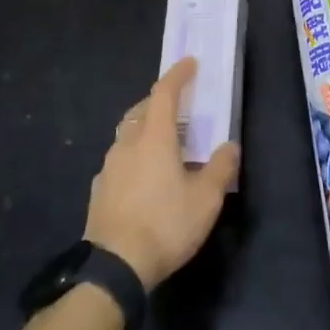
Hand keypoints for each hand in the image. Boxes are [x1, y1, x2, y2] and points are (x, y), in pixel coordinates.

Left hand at [85, 58, 239, 288]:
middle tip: (177, 105)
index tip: (189, 63)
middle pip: (141, 110)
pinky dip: (134, 155)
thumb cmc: (165, 224)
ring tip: (163, 141)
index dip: (177, 75)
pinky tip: (144, 176)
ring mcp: (109, 166)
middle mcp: (127, 144)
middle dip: (158, 101)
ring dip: (144, 128)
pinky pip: (119, 159)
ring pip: (127, 134)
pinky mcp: (99, 189)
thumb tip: (229, 145)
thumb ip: (220, 168)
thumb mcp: (205, 199)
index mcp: (154, 138)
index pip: (164, 93)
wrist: (114, 266)